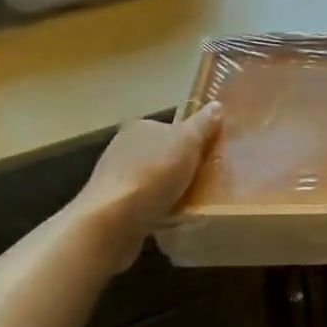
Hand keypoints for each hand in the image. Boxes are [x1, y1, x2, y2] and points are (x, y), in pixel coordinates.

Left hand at [70, 104, 222, 268]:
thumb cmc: (153, 174)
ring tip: (191, 203)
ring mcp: (113, 178)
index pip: (169, 128)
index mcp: (139, 127)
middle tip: (204, 181)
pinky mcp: (111, 206)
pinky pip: (143, 203)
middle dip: (179, 166)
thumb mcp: (187, 142)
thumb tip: (216, 105)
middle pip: (161, 154)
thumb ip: (203, 124)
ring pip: (152, 179)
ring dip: (168, 189)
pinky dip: (156, 208)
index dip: (190, 141)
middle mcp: (122, 147)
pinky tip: (170, 218)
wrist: (112, 221)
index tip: (207, 157)